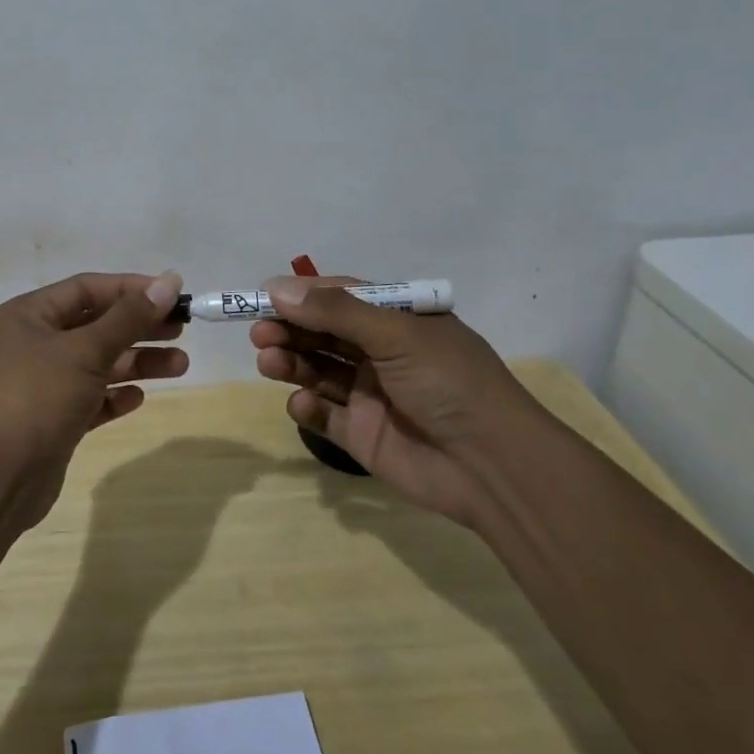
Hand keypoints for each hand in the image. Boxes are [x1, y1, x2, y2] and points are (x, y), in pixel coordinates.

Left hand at [0, 271, 186, 526]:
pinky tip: (138, 398)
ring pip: (98, 363)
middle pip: (96, 325)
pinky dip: (114, 395)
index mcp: (29, 316)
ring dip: (136, 362)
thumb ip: (129, 318)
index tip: (173, 294)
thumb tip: (170, 281)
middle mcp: (33, 344)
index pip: (87, 289)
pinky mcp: (53, 420)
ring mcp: (42, 384)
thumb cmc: (37, 398)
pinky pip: (91, 398)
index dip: (131, 289)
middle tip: (182, 329)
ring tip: (180, 365)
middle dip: (139, 327)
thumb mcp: (85, 351)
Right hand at [250, 275, 539, 523]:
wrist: (493, 466)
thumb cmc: (449, 382)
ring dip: (290, 362)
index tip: (263, 296)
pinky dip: (308, 407)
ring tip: (268, 361)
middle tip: (259, 333)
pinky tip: (302, 404)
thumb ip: (335, 311)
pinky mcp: (362, 434)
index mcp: (397, 321)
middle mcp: (381, 353)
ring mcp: (370, 394)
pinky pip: (325, 414)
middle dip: (289, 329)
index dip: (301, 295)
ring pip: (317, 370)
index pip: (339, 297)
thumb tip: (277, 287)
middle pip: (322, 333)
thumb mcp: (396, 334)